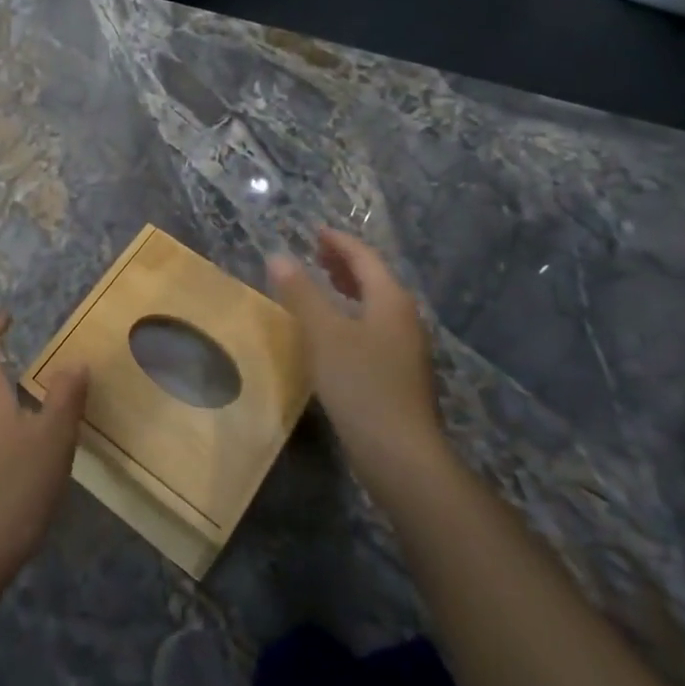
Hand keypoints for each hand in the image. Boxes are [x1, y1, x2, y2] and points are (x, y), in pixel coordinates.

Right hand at [268, 228, 446, 480]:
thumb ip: (301, 293)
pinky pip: (374, 325)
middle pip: (374, 277)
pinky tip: (335, 330)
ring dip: (349, 287)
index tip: (314, 231)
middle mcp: (404, 317)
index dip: (338, 241)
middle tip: (315, 252)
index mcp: (390, 300)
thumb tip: (278, 256)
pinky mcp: (400, 372)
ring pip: (375, 303)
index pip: (364, 257)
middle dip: (345, 262)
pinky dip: (353, 313)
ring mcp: (406, 347)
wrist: (400, 454)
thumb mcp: (323, 334)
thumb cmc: (361, 384)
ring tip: (323, 283)